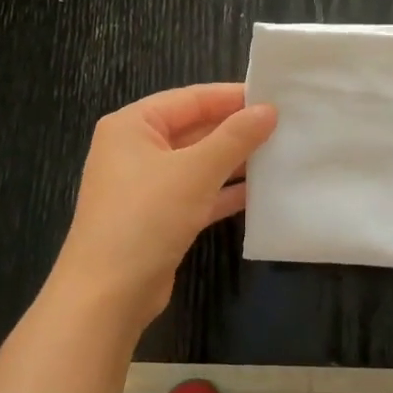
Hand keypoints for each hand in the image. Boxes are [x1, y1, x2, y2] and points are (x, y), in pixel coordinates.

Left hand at [50, 83, 276, 330]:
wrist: (108, 295)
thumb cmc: (146, 217)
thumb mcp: (195, 171)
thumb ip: (235, 138)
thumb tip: (269, 110)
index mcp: (132, 126)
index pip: (190, 98)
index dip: (232, 96)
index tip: (275, 96)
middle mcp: (136, 150)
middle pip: (194, 129)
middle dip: (236, 130)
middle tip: (284, 125)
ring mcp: (146, 186)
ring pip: (198, 163)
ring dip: (235, 161)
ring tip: (280, 153)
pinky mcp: (159, 218)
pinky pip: (198, 193)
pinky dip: (225, 192)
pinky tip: (260, 191)